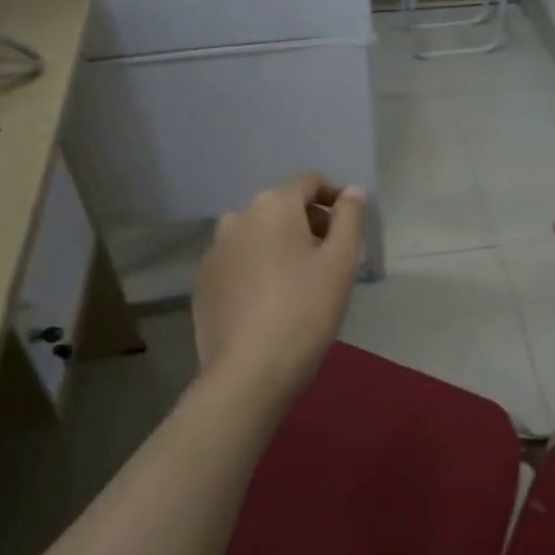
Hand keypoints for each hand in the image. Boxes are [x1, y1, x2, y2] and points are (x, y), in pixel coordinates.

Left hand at [193, 172, 365, 403]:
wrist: (249, 371)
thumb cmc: (305, 310)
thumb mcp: (341, 262)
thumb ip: (350, 218)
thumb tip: (351, 191)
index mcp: (273, 205)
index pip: (309, 183)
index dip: (334, 197)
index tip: (350, 225)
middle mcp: (237, 217)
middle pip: (281, 207)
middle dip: (309, 224)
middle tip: (332, 258)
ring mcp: (214, 251)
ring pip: (257, 236)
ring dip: (281, 246)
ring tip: (301, 282)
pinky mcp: (203, 282)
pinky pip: (238, 262)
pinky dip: (258, 269)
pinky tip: (271, 301)